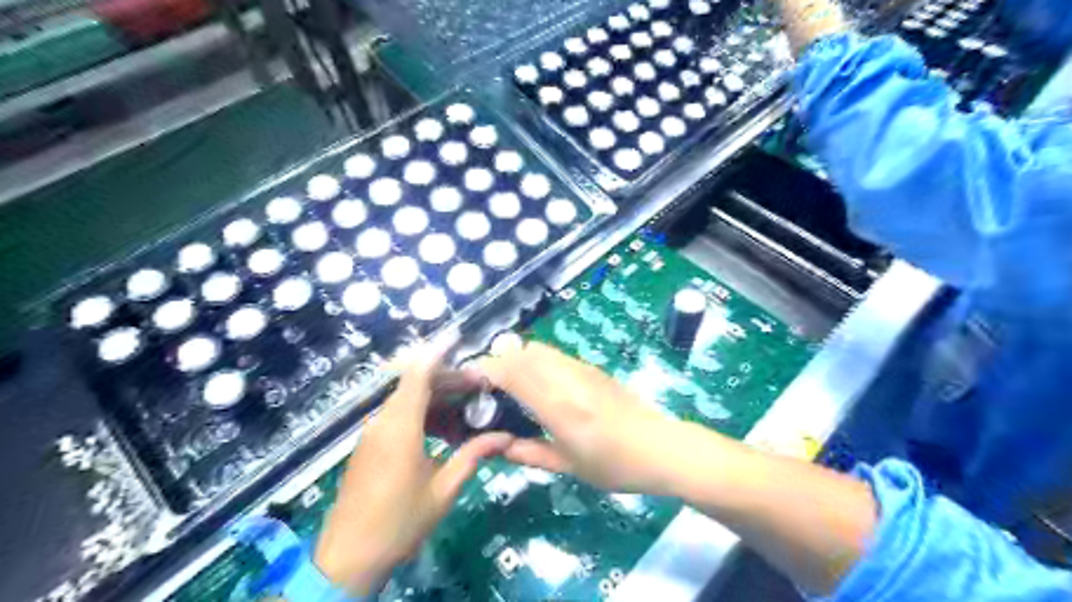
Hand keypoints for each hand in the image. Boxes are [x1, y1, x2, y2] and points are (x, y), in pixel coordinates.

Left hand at [315, 347, 513, 591]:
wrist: (348, 558)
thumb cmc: (400, 522)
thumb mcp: (444, 489)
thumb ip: (473, 456)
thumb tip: (505, 437)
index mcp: (400, 426)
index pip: (419, 375)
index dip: (438, 352)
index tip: (457, 336)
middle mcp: (383, 422)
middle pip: (416, 385)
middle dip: (448, 380)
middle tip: (480, 387)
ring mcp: (372, 434)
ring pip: (407, 401)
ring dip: (437, 399)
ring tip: (467, 411)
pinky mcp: (369, 446)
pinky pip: (398, 417)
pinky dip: (422, 415)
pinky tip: (443, 432)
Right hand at [472, 341, 691, 494]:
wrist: (661, 447)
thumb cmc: (615, 465)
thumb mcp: (568, 466)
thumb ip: (528, 452)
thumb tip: (495, 446)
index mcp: (557, 405)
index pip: (511, 372)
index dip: (485, 371)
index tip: (468, 382)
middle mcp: (566, 378)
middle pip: (521, 352)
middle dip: (497, 362)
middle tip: (486, 386)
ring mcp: (581, 369)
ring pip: (538, 349)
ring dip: (517, 358)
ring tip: (509, 384)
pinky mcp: (592, 367)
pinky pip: (554, 355)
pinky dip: (536, 360)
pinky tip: (538, 383)